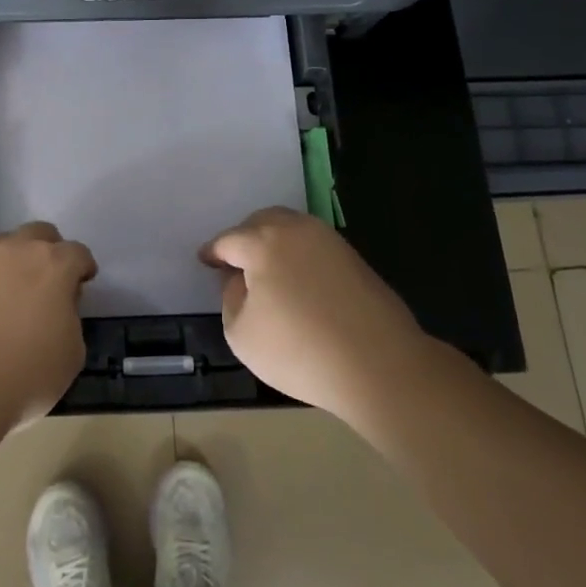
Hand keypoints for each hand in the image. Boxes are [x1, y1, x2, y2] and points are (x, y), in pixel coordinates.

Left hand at [0, 222, 94, 447]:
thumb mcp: (71, 354)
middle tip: (49, 281)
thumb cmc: (26, 374)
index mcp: (54, 265)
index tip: (83, 284)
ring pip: (4, 246)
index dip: (83, 268)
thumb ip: (69, 320)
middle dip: (49, 251)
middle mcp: (16, 252)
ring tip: (14, 294)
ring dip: (14, 262)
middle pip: (39, 234)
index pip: (78, 252)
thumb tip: (56, 310)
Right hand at [201, 207, 430, 424]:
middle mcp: (296, 229)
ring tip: (266, 271)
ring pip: (291, 228)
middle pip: (261, 222)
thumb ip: (231, 298)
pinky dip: (298, 255)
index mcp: (263, 242)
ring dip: (273, 242)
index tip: (205, 260)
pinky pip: (313, 245)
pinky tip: (297, 281)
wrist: (380, 365)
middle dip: (244, 237)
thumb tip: (240, 281)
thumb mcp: (241, 333)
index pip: (229, 240)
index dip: (213, 252)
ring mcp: (329, 241)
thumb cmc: (299, 350)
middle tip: (235, 262)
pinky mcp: (354, 258)